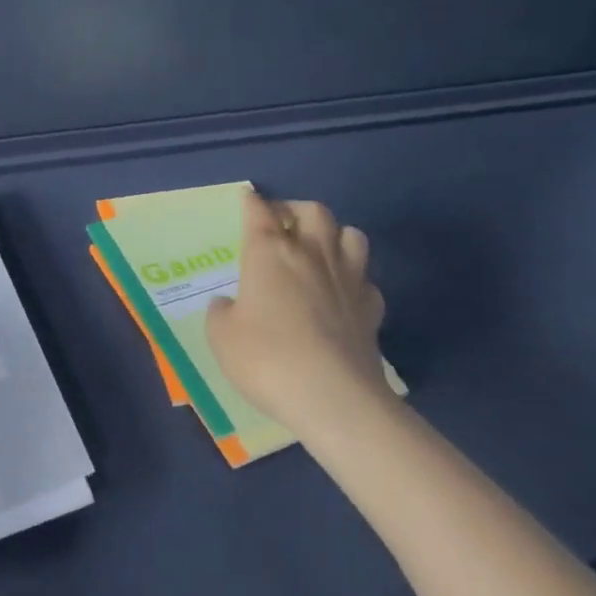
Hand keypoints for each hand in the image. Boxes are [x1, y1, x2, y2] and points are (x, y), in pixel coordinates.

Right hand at [206, 190, 393, 453]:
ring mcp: (348, 280)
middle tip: (282, 224)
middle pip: (313, 211)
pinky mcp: (372, 310)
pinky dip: (354, 279)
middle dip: (296, 210)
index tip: (248, 198)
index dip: (252, 202)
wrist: (334, 398)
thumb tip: (230, 305)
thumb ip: (222, 313)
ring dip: (335, 235)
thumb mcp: (222, 337)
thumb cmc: (267, 358)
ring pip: (352, 234)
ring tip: (320, 250)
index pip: (259, 213)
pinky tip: (343, 294)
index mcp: (269, 253)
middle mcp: (311, 255)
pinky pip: (366, 280)